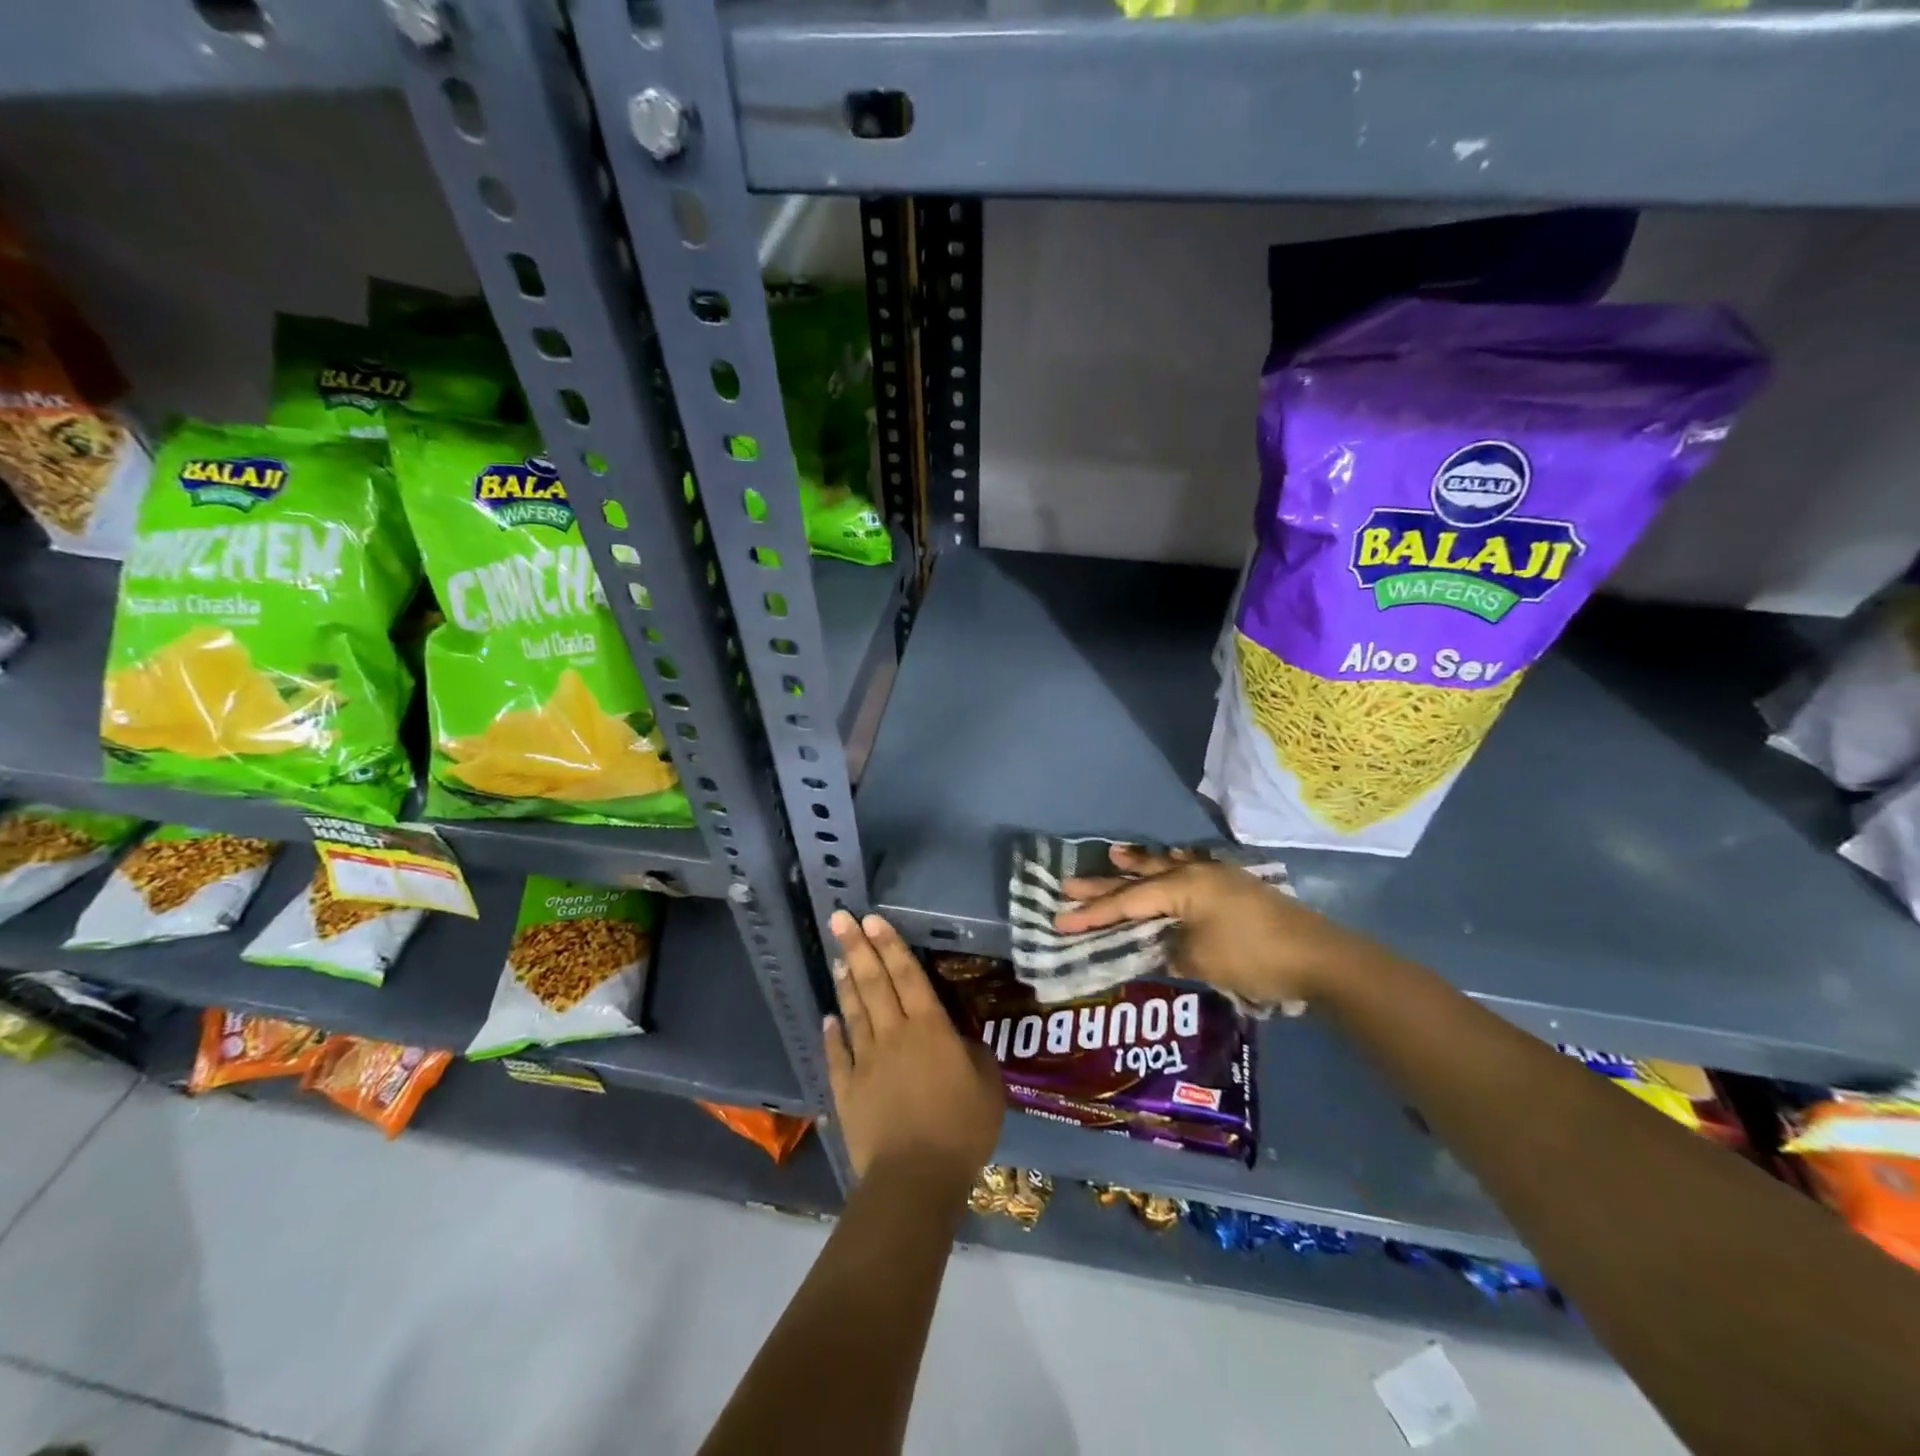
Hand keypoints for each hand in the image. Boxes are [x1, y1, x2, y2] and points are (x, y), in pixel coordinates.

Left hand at [823, 911, 1003, 1184]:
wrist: (914, 1179)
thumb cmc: (960, 1130)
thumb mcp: (988, 1088)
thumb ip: (976, 1056)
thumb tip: (963, 1039)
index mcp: (930, 1029)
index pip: (908, 976)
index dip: (891, 946)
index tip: (872, 919)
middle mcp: (894, 1034)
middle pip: (874, 983)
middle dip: (857, 948)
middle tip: (840, 919)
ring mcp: (865, 1061)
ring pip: (854, 1011)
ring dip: (846, 982)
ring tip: (837, 957)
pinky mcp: (847, 1089)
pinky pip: (837, 1054)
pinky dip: (832, 1034)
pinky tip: (828, 1018)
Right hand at [1055, 845, 1375, 1007]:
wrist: (1319, 956)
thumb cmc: (1253, 957)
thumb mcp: (1202, 960)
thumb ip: (1172, 951)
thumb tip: (1163, 948)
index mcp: (1183, 887)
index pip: (1127, 902)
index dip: (1093, 914)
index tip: (1061, 919)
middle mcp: (1195, 873)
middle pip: (1139, 879)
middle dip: (1103, 885)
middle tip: (1068, 884)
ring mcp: (1217, 877)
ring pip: (1165, 868)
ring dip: (1137, 866)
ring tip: (1113, 854)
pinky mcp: (1233, 887)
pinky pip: (1189, 870)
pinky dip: (1170, 868)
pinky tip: (1170, 861)